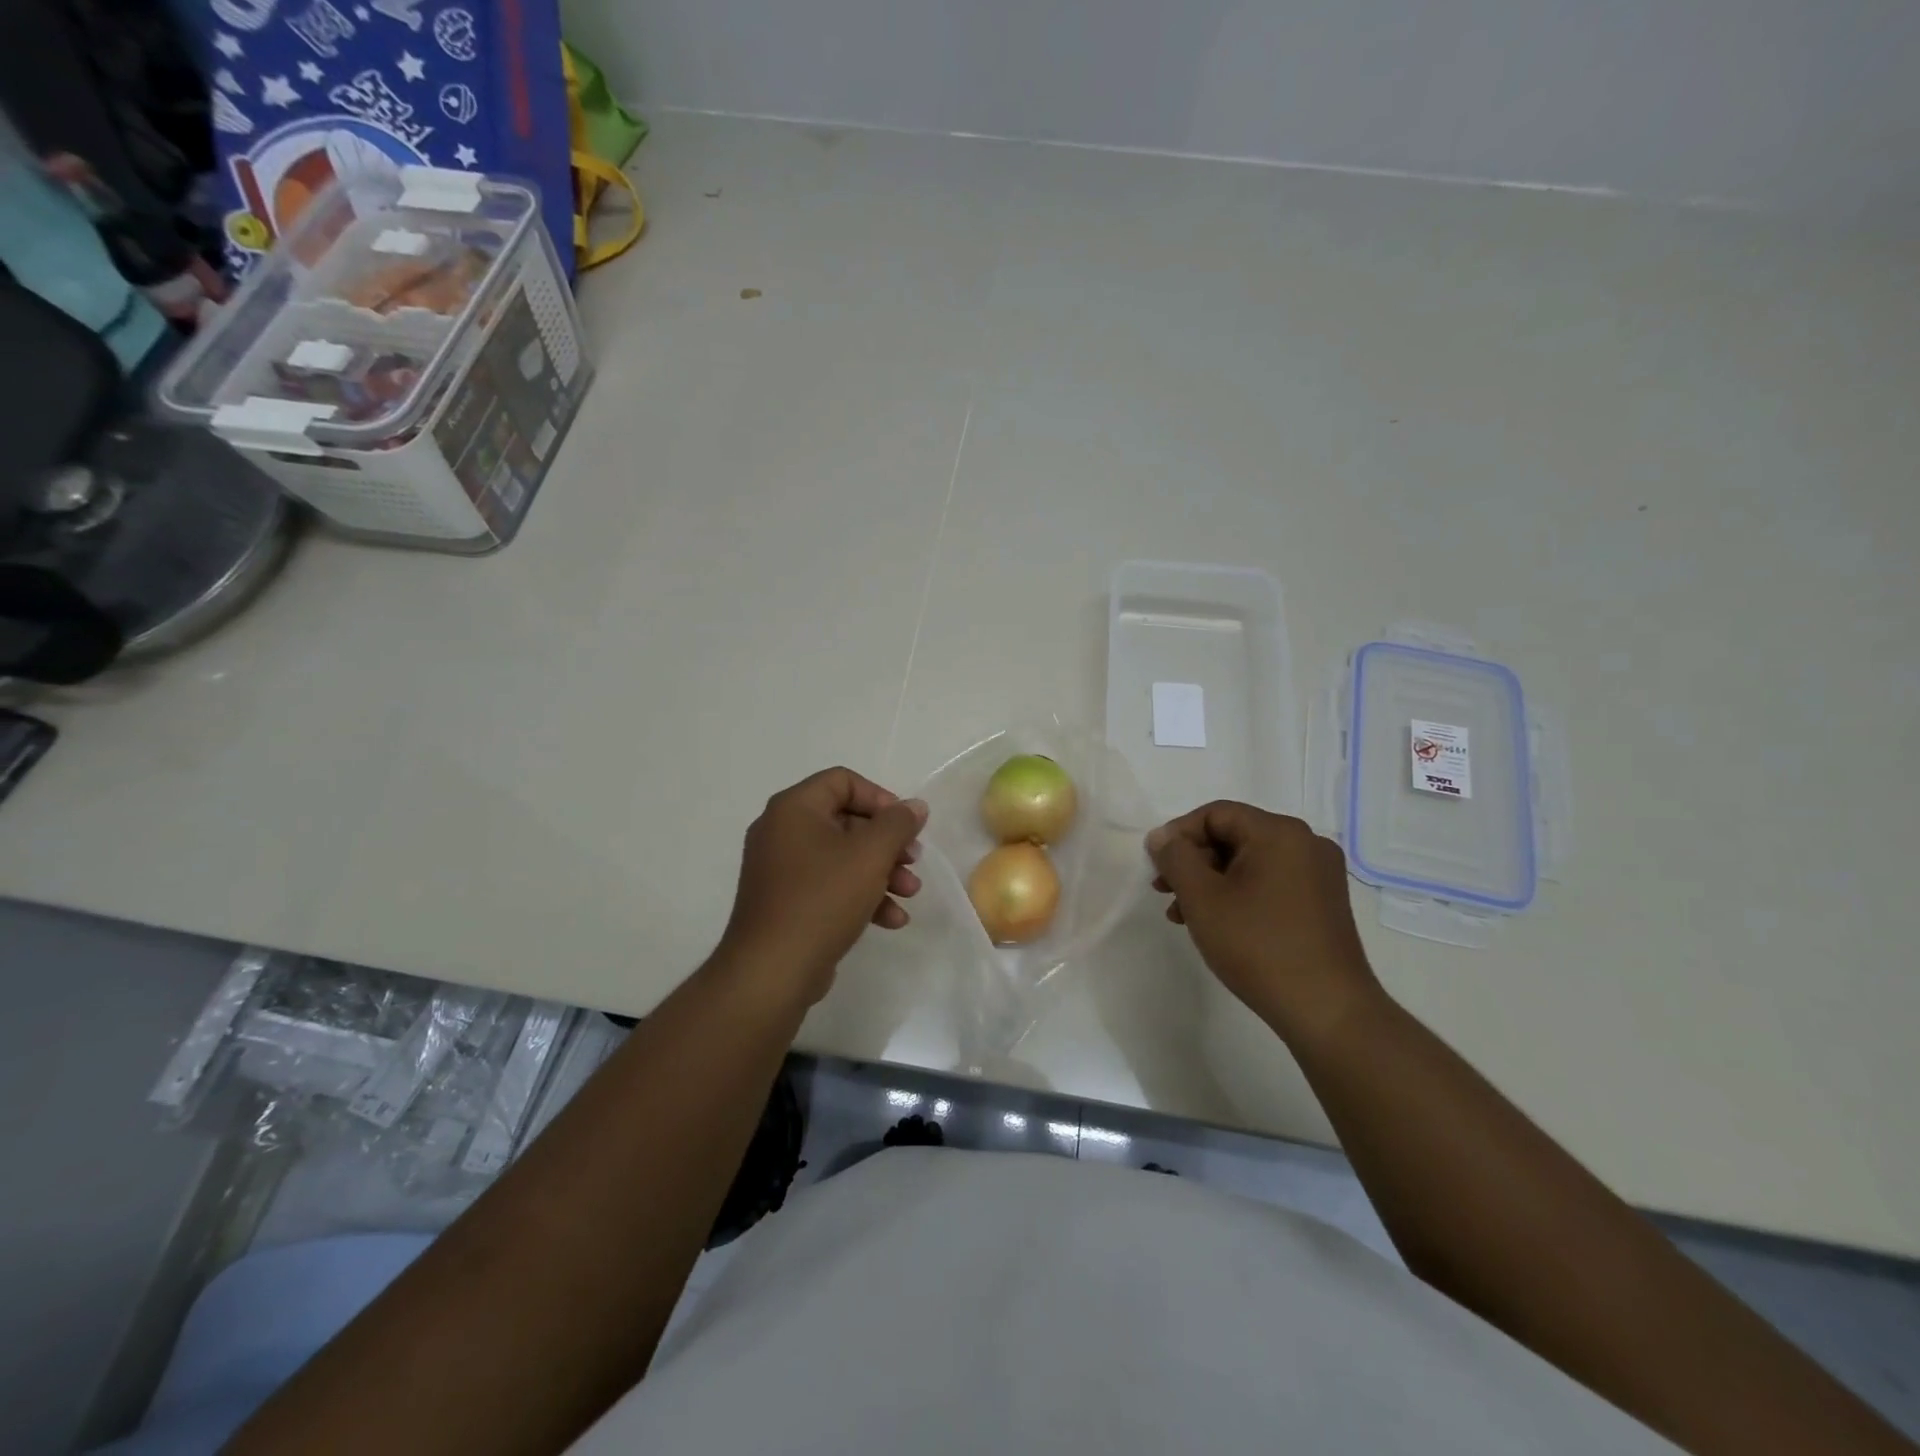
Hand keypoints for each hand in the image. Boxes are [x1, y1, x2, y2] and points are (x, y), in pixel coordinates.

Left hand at [717, 767, 926, 1007]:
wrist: (772, 970)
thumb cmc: (822, 899)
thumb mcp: (870, 855)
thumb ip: (898, 824)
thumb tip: (914, 806)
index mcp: (793, 808)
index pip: (843, 781)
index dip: (881, 798)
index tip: (906, 825)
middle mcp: (781, 831)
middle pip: (847, 821)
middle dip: (887, 843)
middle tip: (913, 861)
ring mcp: (781, 869)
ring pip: (842, 857)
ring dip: (881, 872)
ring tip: (909, 894)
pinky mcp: (786, 902)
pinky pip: (829, 886)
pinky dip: (861, 895)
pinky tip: (891, 919)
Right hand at [1147, 801, 1380, 1044]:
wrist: (1326, 1011)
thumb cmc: (1258, 946)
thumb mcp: (1202, 898)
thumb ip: (1175, 858)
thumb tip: (1161, 836)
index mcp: (1280, 832)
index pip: (1216, 814)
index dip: (1178, 834)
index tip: (1155, 866)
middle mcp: (1306, 843)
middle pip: (1233, 836)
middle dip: (1193, 861)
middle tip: (1164, 890)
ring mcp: (1319, 874)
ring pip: (1249, 862)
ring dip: (1211, 881)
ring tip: (1183, 914)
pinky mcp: (1323, 903)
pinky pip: (1270, 882)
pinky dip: (1238, 894)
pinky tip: (1217, 923)